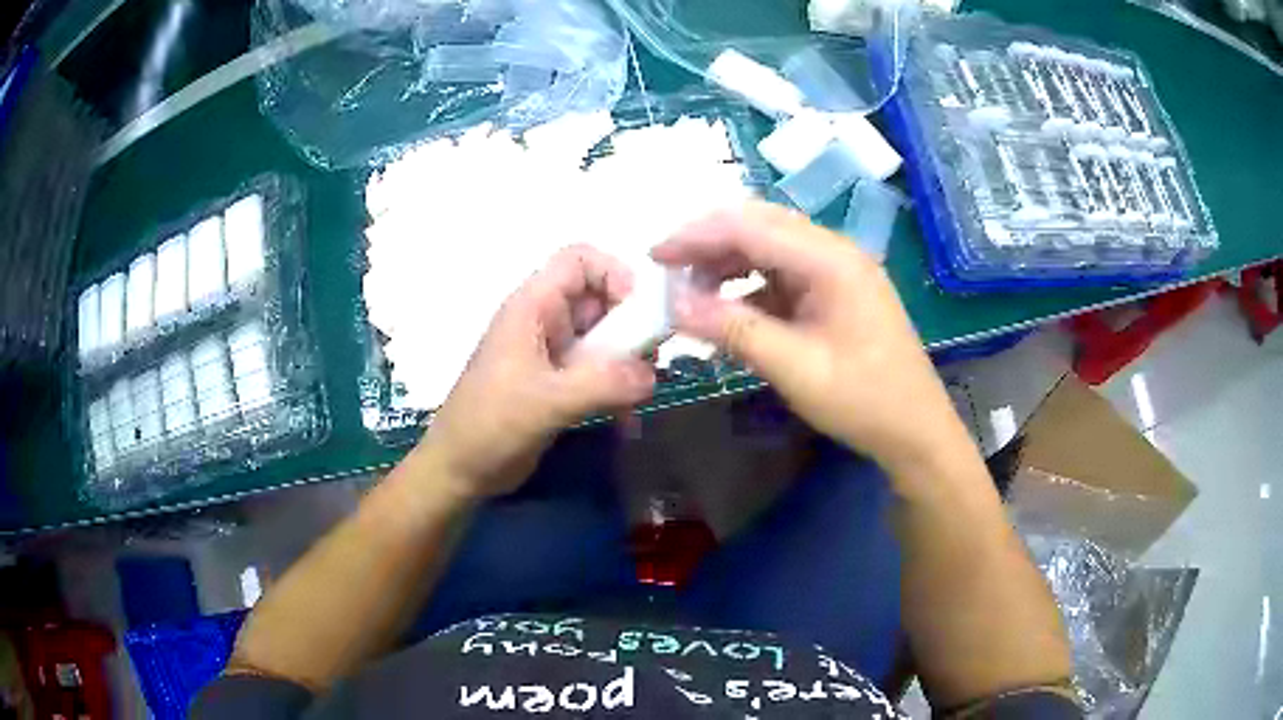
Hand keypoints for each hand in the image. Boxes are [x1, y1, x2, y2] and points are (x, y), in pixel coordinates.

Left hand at [421, 245, 656, 498]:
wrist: (460, 469)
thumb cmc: (491, 425)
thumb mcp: (547, 401)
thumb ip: (603, 383)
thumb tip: (652, 374)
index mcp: (533, 307)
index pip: (579, 260)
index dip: (614, 274)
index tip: (640, 313)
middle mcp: (545, 321)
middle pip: (601, 299)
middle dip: (631, 327)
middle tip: (649, 362)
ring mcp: (553, 353)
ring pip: (605, 337)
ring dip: (628, 363)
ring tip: (636, 397)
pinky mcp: (559, 383)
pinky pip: (599, 371)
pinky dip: (617, 389)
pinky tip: (624, 420)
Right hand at [652, 201, 962, 471]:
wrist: (916, 431)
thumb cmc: (864, 401)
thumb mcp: (796, 369)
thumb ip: (735, 330)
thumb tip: (675, 305)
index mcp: (830, 260)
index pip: (751, 226)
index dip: (697, 236)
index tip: (654, 257)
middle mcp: (834, 251)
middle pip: (760, 225)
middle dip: (709, 242)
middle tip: (667, 269)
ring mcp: (837, 270)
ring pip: (770, 246)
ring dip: (728, 261)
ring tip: (691, 290)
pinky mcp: (835, 291)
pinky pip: (783, 273)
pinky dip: (750, 284)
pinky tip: (729, 307)